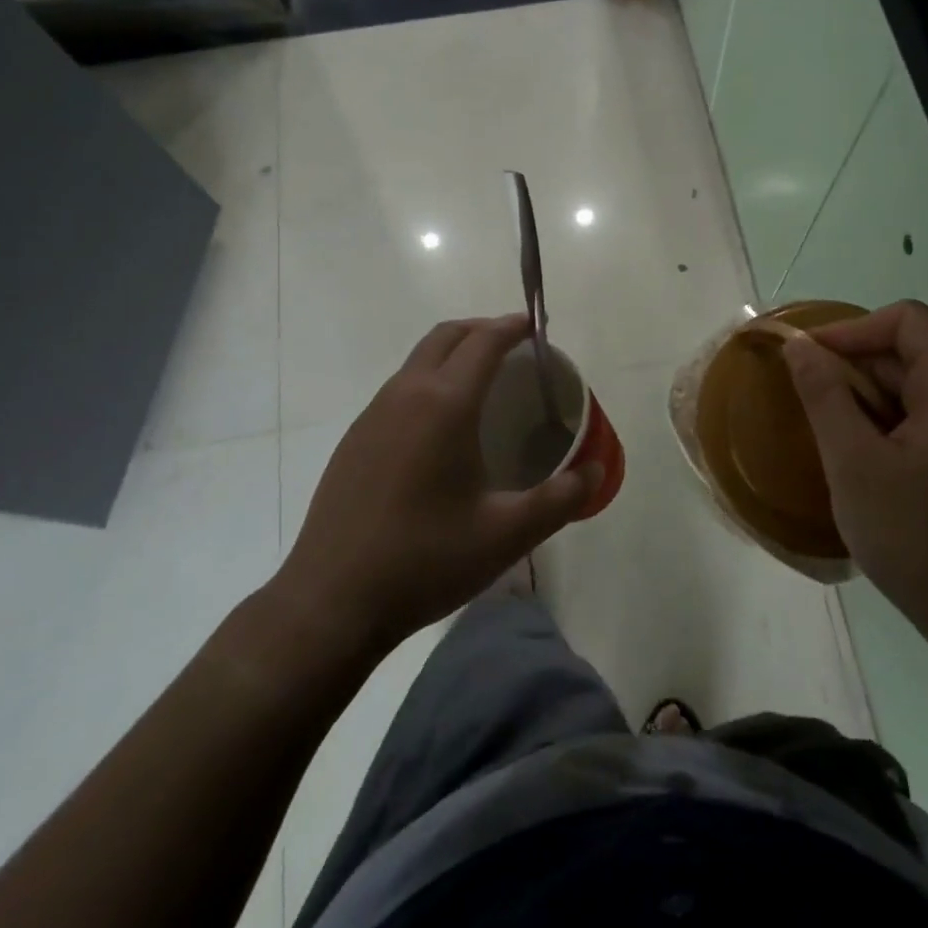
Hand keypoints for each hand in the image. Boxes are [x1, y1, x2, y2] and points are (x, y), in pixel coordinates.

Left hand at [275, 315, 600, 654]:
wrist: (331, 602)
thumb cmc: (425, 560)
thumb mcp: (507, 535)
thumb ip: (560, 499)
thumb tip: (596, 472)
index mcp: (444, 405)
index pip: (484, 341)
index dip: (513, 326)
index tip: (537, 326)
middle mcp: (405, 395)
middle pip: (446, 336)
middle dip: (482, 329)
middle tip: (516, 347)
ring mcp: (372, 415)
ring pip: (418, 360)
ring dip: (453, 353)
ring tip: (484, 382)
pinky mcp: (354, 440)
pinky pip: (399, 389)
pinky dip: (429, 381)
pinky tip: (441, 428)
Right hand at [782, 301, 927, 649]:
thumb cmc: (919, 538)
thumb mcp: (855, 463)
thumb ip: (824, 396)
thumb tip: (798, 346)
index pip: (907, 321)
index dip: (853, 329)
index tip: (809, 359)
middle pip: (910, 355)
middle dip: (853, 369)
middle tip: (807, 403)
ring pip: (913, 393)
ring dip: (866, 403)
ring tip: (827, 437)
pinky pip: (924, 425)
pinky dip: (886, 429)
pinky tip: (860, 465)